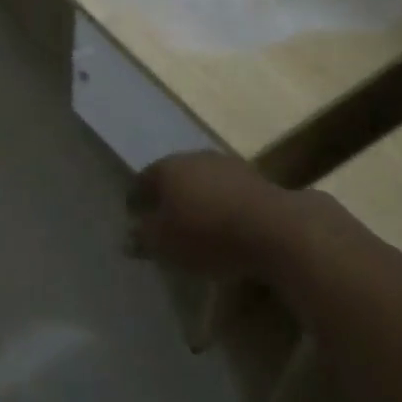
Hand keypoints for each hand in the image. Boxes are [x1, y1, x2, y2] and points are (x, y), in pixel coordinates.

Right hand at [125, 151, 301, 280]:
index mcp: (167, 168)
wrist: (274, 227)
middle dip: (167, 195)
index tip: (133, 215)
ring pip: (202, 180)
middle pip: (173, 175)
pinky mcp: (256, 178)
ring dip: (196, 197)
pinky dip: (220, 203)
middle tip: (163, 218)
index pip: (143, 179)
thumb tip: (128, 236)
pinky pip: (227, 190)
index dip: (135, 198)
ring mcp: (227, 164)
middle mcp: (194, 157)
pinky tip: (224, 222)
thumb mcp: (164, 244)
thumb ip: (143, 238)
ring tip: (195, 222)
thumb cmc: (207, 234)